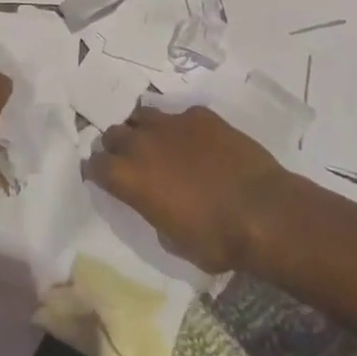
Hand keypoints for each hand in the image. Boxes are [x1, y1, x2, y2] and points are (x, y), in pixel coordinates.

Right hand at [86, 106, 291, 272]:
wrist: (261, 211)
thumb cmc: (214, 239)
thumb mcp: (171, 240)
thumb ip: (152, 211)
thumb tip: (156, 201)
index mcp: (129, 177)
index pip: (95, 165)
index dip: (96, 171)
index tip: (103, 178)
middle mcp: (142, 143)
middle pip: (114, 133)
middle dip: (117, 146)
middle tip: (130, 161)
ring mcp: (172, 123)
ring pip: (143, 115)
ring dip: (144, 130)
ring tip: (158, 144)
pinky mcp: (200, 115)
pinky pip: (180, 116)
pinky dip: (182, 128)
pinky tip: (197, 143)